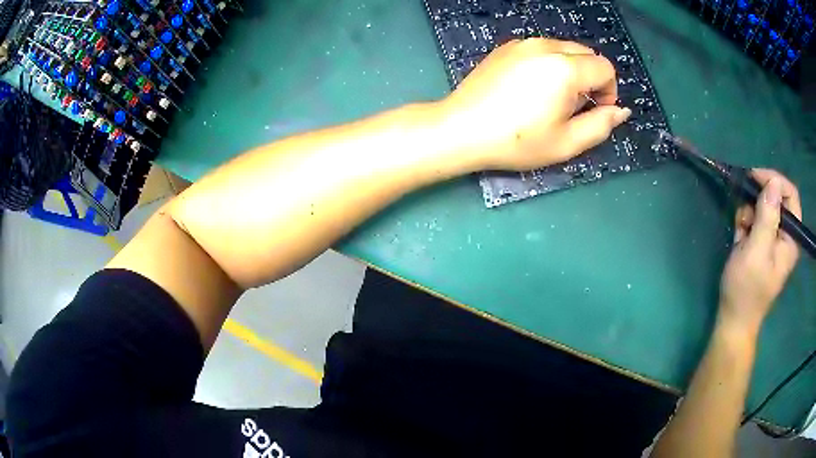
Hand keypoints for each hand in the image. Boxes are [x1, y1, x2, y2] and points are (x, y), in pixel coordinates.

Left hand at [436, 38, 630, 171]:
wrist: (462, 129)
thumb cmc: (516, 141)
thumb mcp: (566, 142)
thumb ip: (601, 125)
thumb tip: (621, 111)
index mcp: (564, 67)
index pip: (605, 68)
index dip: (609, 91)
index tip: (596, 110)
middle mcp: (545, 46)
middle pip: (586, 54)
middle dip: (591, 79)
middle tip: (573, 107)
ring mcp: (522, 43)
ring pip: (564, 49)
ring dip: (570, 70)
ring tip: (551, 99)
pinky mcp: (506, 47)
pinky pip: (541, 49)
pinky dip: (548, 64)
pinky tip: (530, 88)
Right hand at [718, 169, 801, 335]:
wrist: (733, 319)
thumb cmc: (746, 289)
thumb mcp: (756, 252)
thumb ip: (767, 218)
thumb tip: (773, 183)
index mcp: (791, 238)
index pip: (790, 194)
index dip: (775, 181)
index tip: (755, 178)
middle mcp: (785, 234)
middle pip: (776, 198)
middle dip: (758, 200)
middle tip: (745, 213)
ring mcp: (774, 238)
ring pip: (763, 206)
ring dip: (749, 212)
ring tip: (741, 232)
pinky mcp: (762, 242)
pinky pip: (755, 218)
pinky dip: (745, 222)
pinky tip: (739, 238)